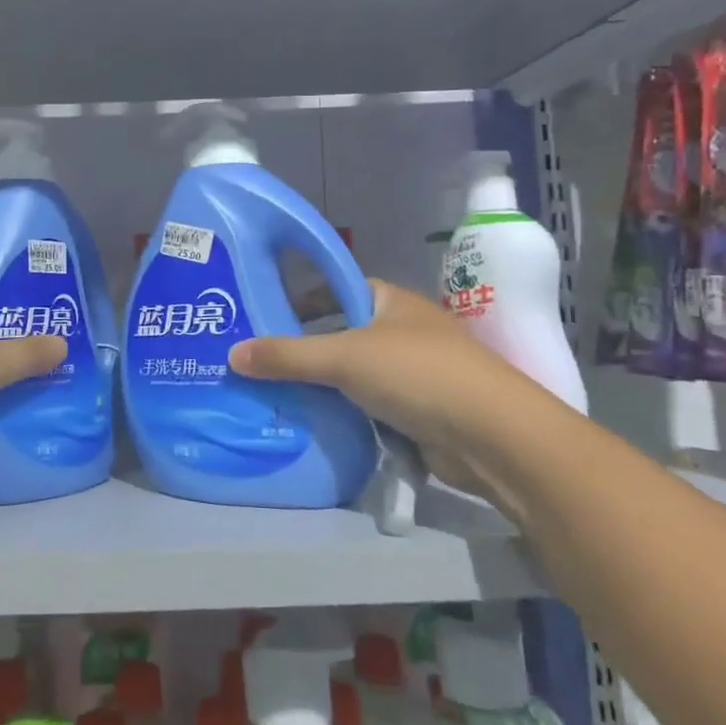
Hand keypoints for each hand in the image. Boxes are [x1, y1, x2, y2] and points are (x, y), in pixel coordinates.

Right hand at [227, 279, 544, 501]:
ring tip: (274, 392)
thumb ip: (287, 356)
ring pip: (355, 373)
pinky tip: (312, 422)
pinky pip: (368, 406)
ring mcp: (415, 372)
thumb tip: (232, 354)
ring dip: (323, 384)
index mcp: (391, 300)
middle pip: (343, 332)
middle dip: (305, 346)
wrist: (493, 436)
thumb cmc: (417, 374)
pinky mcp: (419, 411)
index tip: (267, 314)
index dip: (304, 298)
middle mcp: (403, 330)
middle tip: (259, 359)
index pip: (338, 288)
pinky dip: (344, 412)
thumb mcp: (343, 358)